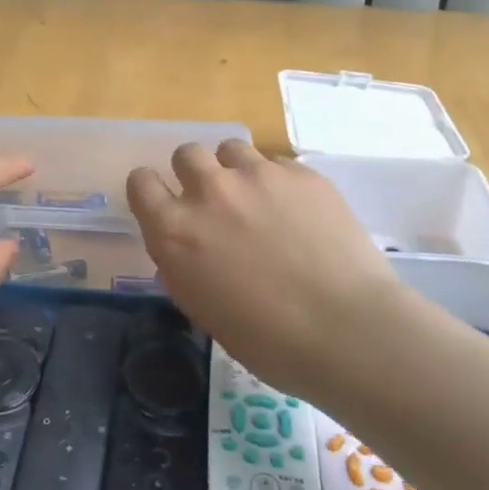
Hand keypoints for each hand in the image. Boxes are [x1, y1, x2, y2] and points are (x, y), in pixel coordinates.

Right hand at [128, 140, 412, 402]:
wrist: (348, 331)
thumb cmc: (268, 341)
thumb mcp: (203, 307)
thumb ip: (185, 262)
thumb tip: (190, 244)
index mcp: (175, 230)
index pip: (140, 182)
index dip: (150, 190)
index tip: (164, 204)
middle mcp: (210, 192)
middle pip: (186, 154)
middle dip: (195, 173)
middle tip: (216, 202)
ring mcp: (257, 175)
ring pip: (230, 148)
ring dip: (235, 170)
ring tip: (258, 199)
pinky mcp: (300, 172)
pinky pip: (277, 164)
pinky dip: (279, 183)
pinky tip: (300, 213)